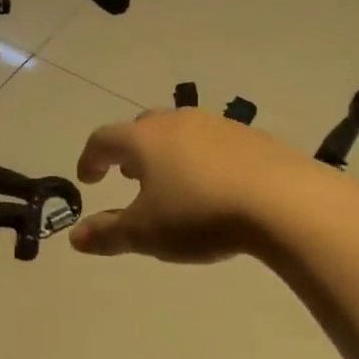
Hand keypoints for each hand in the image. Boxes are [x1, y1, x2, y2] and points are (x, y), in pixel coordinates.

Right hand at [69, 109, 324, 262]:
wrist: (282, 200)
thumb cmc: (200, 214)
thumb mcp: (147, 233)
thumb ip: (108, 233)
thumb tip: (75, 237)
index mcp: (144, 139)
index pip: (104, 139)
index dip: (91, 158)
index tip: (88, 179)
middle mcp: (176, 122)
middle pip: (142, 128)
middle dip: (130, 151)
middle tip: (129, 176)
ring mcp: (216, 124)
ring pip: (179, 132)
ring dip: (166, 153)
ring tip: (171, 181)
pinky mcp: (250, 136)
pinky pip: (213, 142)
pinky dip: (201, 158)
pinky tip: (214, 186)